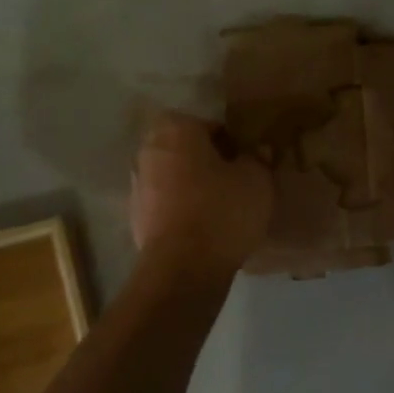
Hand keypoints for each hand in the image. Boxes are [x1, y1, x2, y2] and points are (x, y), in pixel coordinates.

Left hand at [130, 112, 272, 273]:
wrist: (183, 267)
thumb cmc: (222, 210)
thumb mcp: (256, 180)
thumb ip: (257, 159)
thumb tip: (257, 152)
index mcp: (176, 130)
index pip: (208, 125)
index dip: (230, 142)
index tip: (246, 160)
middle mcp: (149, 150)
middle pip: (185, 149)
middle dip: (206, 161)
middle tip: (234, 180)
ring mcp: (138, 185)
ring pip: (173, 176)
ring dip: (192, 186)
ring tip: (220, 207)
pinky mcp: (136, 217)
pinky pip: (165, 204)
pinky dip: (181, 210)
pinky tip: (204, 228)